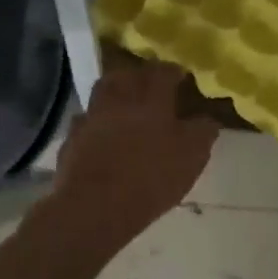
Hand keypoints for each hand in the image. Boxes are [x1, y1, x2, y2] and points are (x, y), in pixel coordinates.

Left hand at [47, 57, 217, 241]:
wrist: (95, 207)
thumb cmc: (151, 178)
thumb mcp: (192, 157)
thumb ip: (202, 132)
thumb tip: (206, 119)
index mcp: (151, 99)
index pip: (163, 72)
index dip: (173, 71)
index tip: (181, 76)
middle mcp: (118, 99)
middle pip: (127, 75)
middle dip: (140, 75)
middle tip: (151, 85)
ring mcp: (91, 117)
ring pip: (102, 92)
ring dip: (115, 93)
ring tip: (126, 105)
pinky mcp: (72, 139)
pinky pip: (86, 121)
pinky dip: (96, 121)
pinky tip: (103, 133)